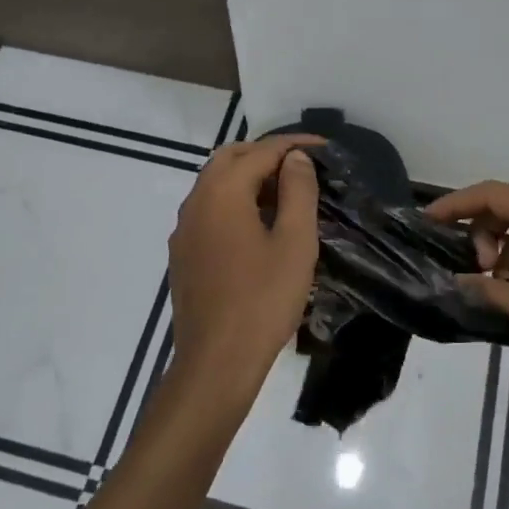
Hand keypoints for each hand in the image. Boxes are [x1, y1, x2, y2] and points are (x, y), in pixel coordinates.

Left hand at [167, 136, 321, 403]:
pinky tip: (259, 226)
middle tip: (302, 166)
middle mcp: (196, 202)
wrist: (216, 363)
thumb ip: (297, 192)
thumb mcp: (294, 243)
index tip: (325, 148)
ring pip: (216, 184)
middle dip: (267, 154)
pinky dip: (235, 202)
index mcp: (222, 193)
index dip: (294, 145)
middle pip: (230, 159)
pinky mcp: (183, 254)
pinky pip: (209, 210)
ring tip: (287, 194)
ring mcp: (184, 229)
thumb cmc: (263, 300)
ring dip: (249, 178)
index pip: (260, 152)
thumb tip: (296, 158)